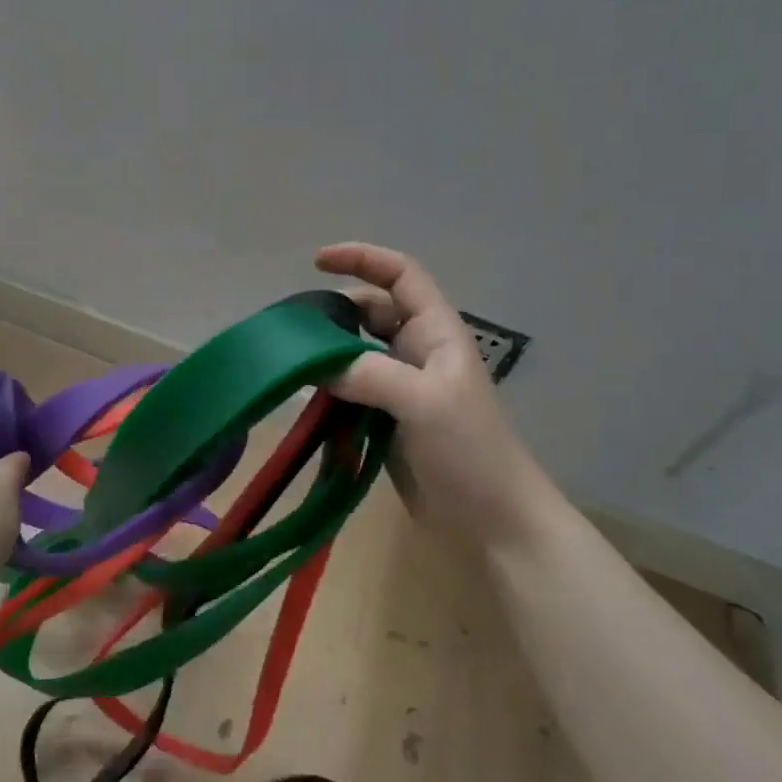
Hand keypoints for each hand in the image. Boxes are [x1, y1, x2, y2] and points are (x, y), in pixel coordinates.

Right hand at [316, 243, 560, 546]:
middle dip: (333, 313)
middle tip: (292, 329)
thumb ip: (370, 374)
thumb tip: (316, 364)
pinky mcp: (386, 423)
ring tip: (288, 364)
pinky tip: (302, 402)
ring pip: (355, 356)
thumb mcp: (425, 402)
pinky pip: (350, 394)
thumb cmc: (471, 452)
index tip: (316, 262)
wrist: (493, 522)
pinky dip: (327, 392)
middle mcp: (417, 353)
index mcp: (435, 333)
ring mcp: (401, 390)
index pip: (400, 275)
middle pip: (370, 314)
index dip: (362, 259)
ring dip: (326, 356)